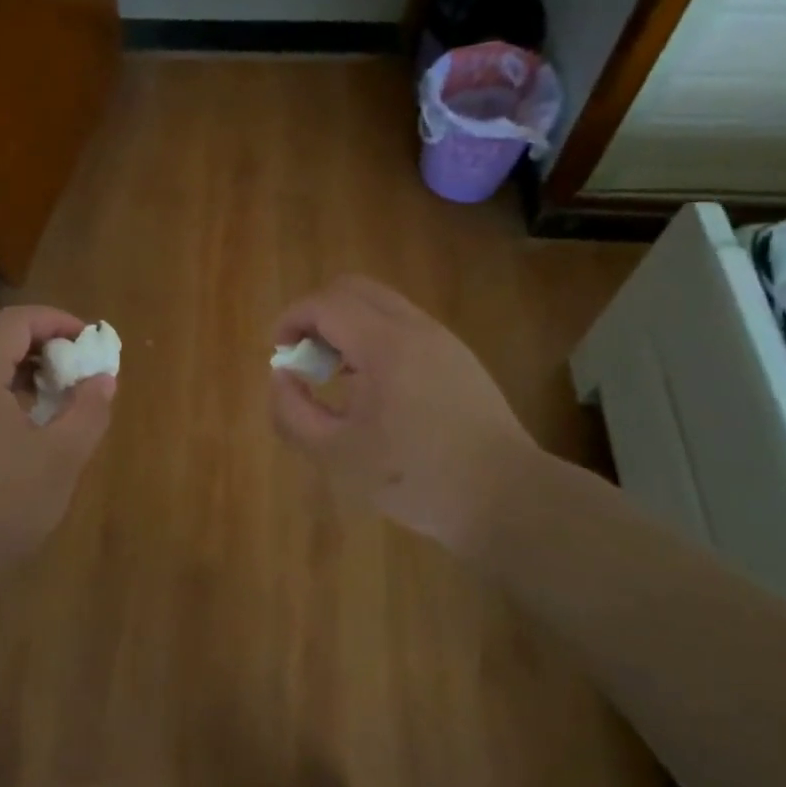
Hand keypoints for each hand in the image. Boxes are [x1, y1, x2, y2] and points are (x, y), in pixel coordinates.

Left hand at [0, 306, 113, 622]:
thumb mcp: (61, 459)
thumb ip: (88, 410)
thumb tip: (101, 379)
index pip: (16, 321)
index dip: (57, 322)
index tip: (89, 341)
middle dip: (40, 344)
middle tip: (75, 368)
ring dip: (19, 369)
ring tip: (54, 397)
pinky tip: (21, 427)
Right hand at [270, 276, 545, 553]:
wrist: (506, 497)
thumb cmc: (414, 477)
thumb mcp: (335, 455)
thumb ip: (292, 412)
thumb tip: (282, 376)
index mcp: (385, 345)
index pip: (325, 303)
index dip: (290, 320)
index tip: (279, 354)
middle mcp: (416, 328)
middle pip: (353, 289)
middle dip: (317, 315)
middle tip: (307, 359)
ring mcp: (442, 340)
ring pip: (381, 305)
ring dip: (347, 326)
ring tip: (337, 378)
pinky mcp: (458, 357)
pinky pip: (404, 326)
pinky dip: (374, 339)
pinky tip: (374, 390)